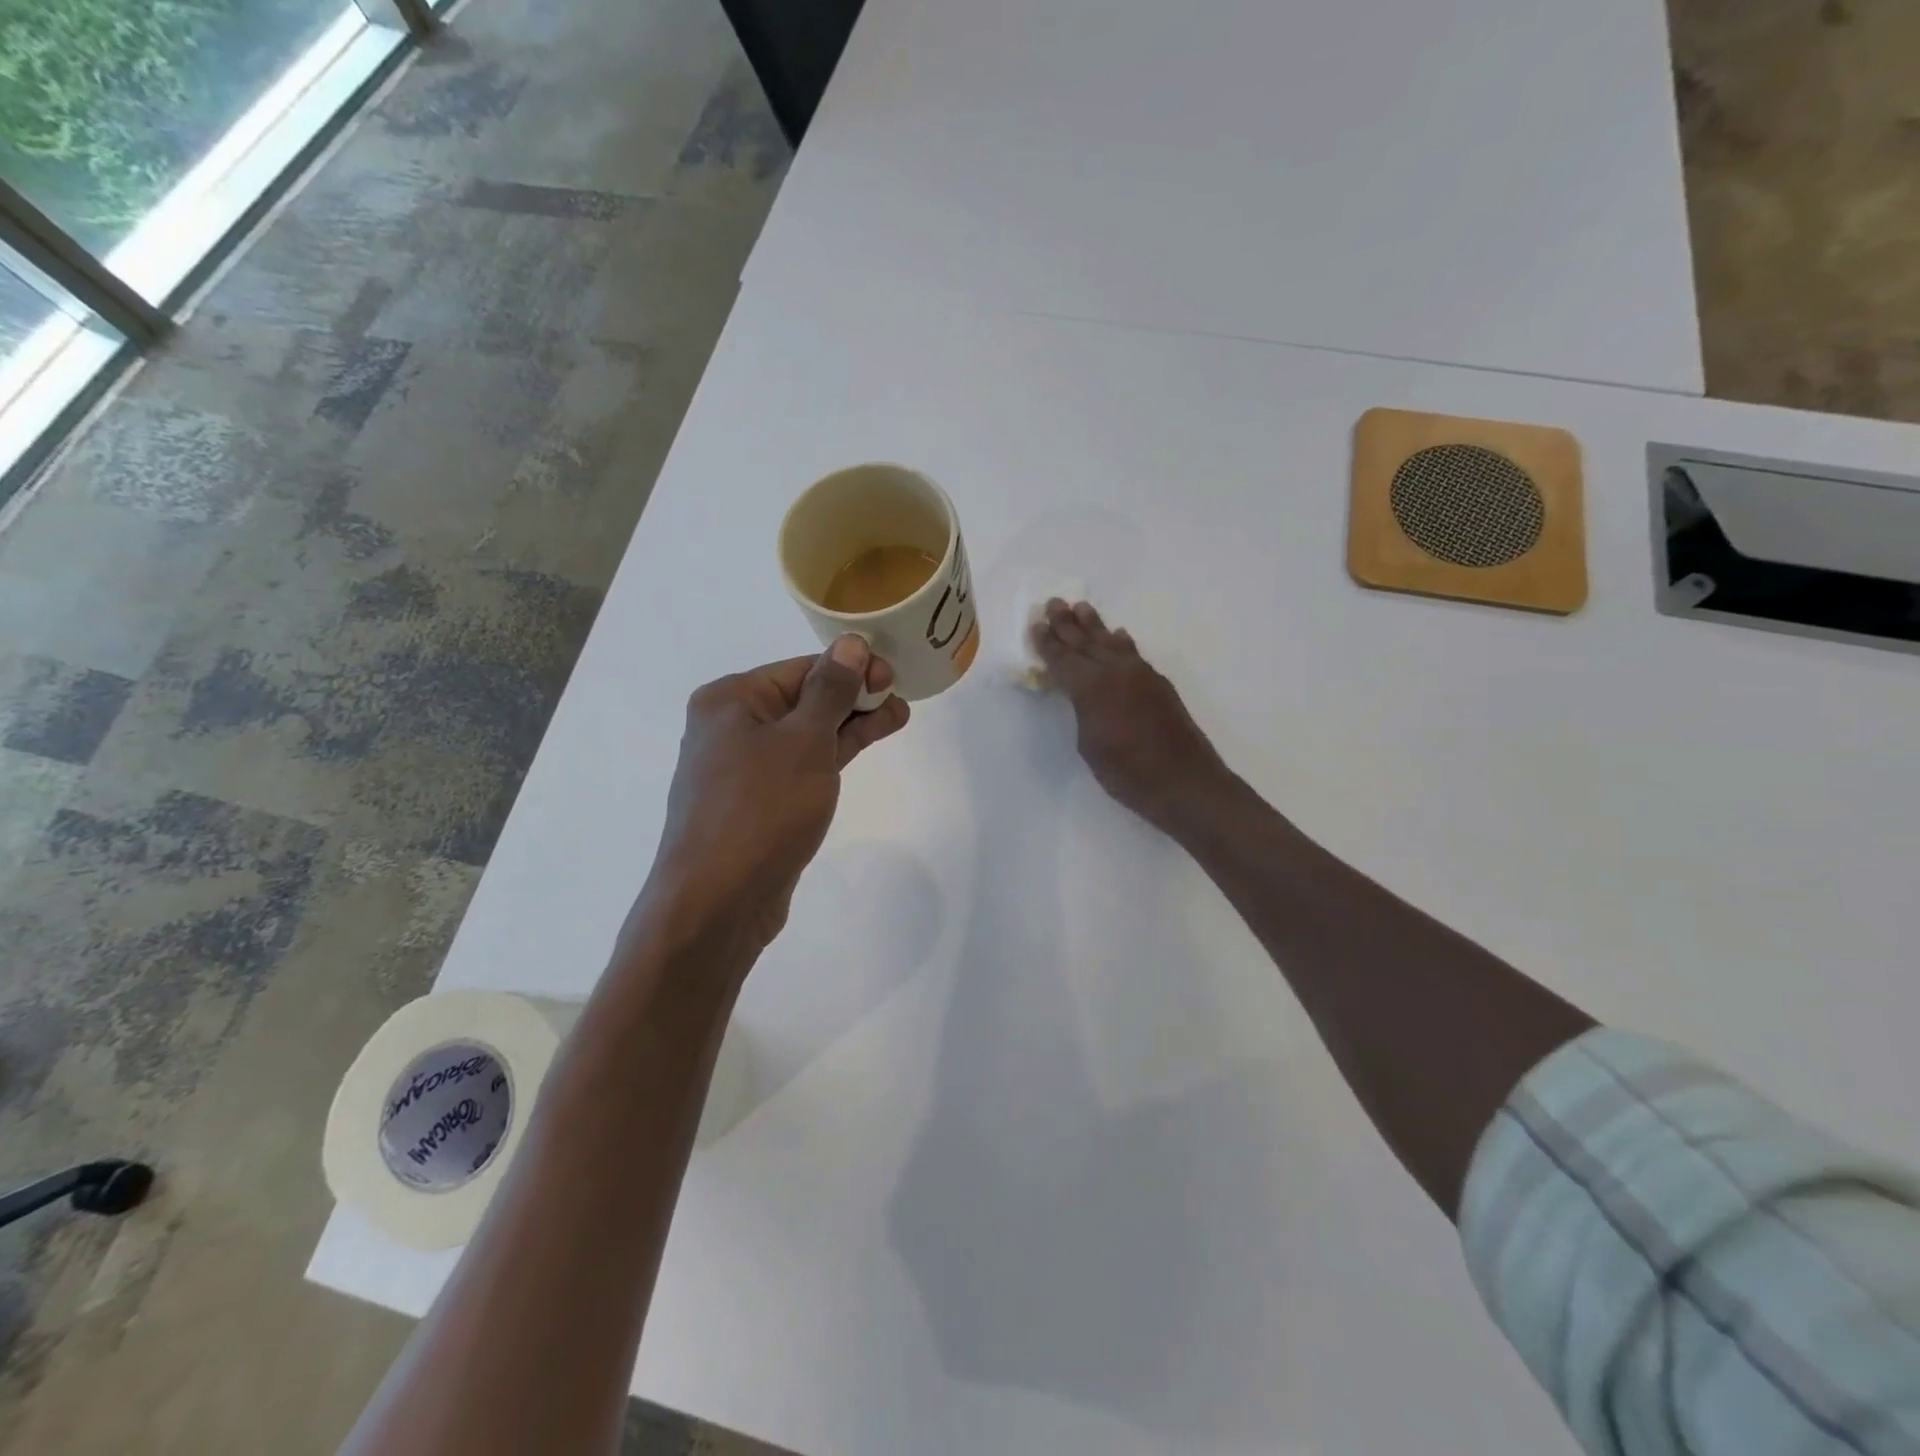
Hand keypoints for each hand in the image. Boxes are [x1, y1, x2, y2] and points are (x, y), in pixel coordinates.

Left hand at [634, 636, 910, 967]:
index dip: (851, 668)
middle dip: (854, 697)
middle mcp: (731, 727)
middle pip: (803, 699)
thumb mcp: (804, 741)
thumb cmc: (761, 809)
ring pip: (806, 734)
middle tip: (901, 697)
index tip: (893, 674)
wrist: (717, 902)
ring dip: (849, 725)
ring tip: (897, 717)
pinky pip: (800, 766)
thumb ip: (831, 690)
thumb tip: (852, 645)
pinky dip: (832, 755)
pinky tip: (862, 745)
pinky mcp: (759, 803)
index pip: (801, 668)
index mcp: (730, 700)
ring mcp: (743, 768)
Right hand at [1031, 600, 1231, 833]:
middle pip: (1086, 642)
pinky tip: (1119, 635)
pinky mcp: (1158, 684)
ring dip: (1094, 625)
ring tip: (1081, 607)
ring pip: (1111, 643)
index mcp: (1091, 688)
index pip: (1063, 659)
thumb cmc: (1127, 773)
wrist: (1184, 781)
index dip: (1047, 643)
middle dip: (1067, 624)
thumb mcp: (1089, 745)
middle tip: (1053, 603)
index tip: (1036, 625)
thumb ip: (1082, 711)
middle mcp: (1115, 672)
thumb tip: (1083, 695)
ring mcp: (1140, 675)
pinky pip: (1133, 654)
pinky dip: (1122, 642)